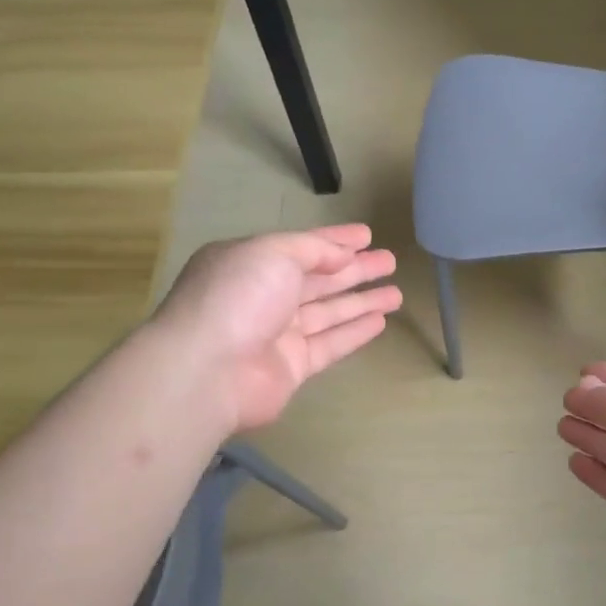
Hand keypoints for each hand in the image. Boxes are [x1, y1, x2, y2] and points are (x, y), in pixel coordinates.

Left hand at [155, 225, 400, 431]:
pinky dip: (354, 332)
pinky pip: (330, 344)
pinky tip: (380, 322)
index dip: (335, 240)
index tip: (368, 235)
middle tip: (390, 261)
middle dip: (355, 269)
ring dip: (361, 301)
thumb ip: (312, 249)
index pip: (301, 247)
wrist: (209, 370)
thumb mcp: (273, 253)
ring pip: (328, 313)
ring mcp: (277, 334)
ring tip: (396, 292)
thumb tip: (342, 256)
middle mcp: (263, 296)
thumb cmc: (238, 297)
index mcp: (251, 263)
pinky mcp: (291, 367)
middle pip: (318, 280)